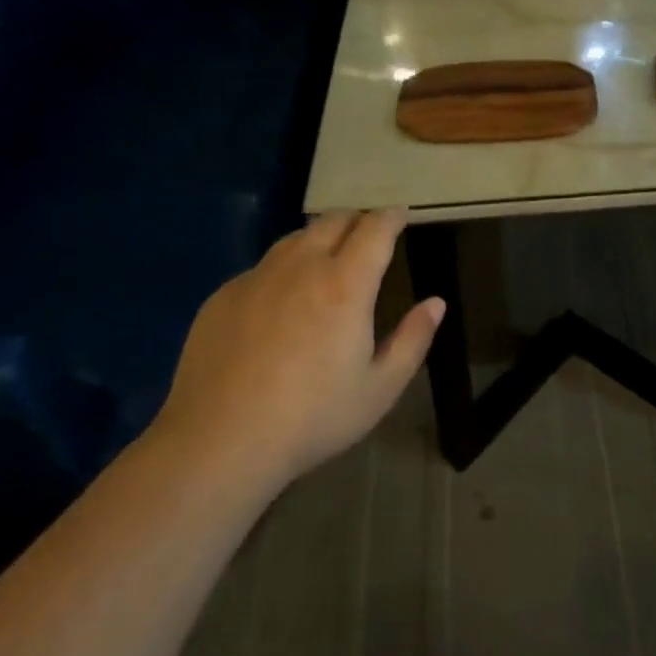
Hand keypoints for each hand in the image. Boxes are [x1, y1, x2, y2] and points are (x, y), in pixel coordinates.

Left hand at [152, 209, 443, 490]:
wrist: (219, 441)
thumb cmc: (311, 418)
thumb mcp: (379, 389)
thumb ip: (413, 340)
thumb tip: (436, 303)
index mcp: (345, 284)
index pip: (375, 229)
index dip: (391, 216)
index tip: (400, 214)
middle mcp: (301, 266)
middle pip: (333, 220)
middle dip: (357, 219)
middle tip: (367, 233)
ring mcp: (257, 277)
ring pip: (295, 238)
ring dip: (319, 238)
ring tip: (327, 257)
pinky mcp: (224, 295)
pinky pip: (262, 268)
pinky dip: (282, 270)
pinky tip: (279, 301)